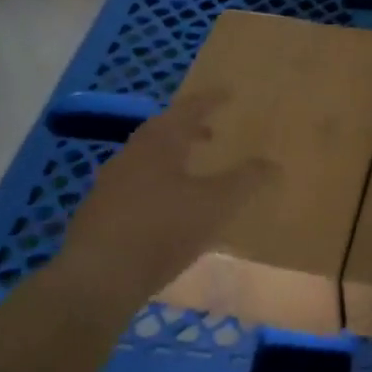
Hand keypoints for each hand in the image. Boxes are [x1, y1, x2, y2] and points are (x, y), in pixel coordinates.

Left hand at [55, 90, 272, 304]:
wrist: (98, 277)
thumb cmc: (162, 230)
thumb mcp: (215, 205)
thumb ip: (246, 181)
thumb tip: (274, 164)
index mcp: (159, 143)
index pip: (188, 109)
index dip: (210, 101)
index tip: (228, 94)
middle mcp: (132, 154)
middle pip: (162, 131)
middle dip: (188, 128)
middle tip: (211, 133)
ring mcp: (111, 183)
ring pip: (146, 158)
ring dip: (171, 156)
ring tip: (193, 170)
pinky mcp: (100, 212)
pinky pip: (135, 184)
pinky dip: (157, 183)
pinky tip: (168, 206)